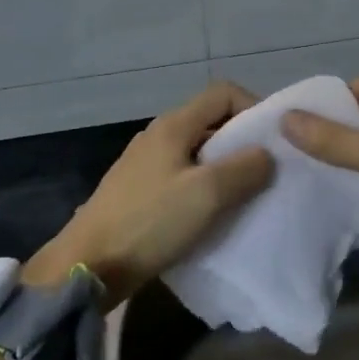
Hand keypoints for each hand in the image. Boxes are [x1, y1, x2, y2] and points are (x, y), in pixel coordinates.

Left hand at [25, 82, 274, 307]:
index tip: (272, 141)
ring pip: (197, 151)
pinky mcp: (137, 191)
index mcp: (173, 125)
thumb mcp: (207, 194)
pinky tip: (210, 214)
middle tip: (264, 171)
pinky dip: (203, 187)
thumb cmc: (150, 223)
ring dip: (223, 167)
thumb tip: (266, 154)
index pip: (223, 93)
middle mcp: (158, 135)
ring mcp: (144, 164)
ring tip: (243, 195)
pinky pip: (181, 176)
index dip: (253, 108)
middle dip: (241, 141)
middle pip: (210, 121)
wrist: (86, 267)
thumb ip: (244, 168)